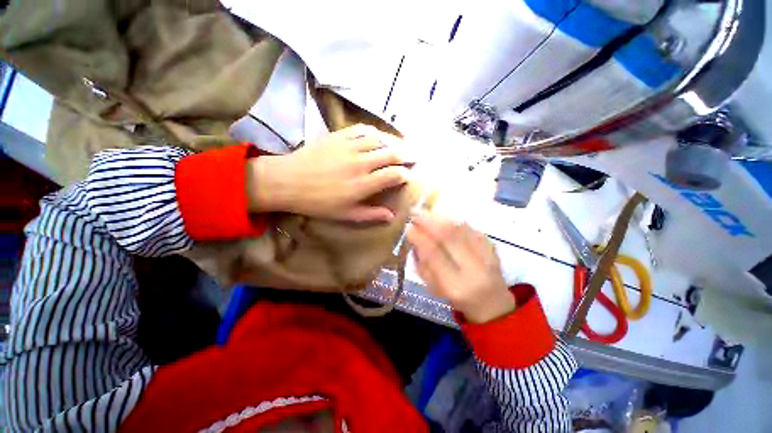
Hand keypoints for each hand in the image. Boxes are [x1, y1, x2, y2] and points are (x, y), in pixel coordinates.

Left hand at [247, 124, 411, 221]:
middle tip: (413, 157)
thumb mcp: (345, 215)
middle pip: (392, 154)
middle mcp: (360, 163)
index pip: (394, 175)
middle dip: (407, 155)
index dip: (405, 175)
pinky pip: (362, 129)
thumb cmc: (318, 203)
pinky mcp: (338, 136)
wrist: (288, 182)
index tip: (407, 177)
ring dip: (393, 142)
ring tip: (400, 146)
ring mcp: (349, 147)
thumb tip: (392, 215)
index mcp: (363, 185)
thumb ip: (371, 214)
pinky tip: (378, 136)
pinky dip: (374, 132)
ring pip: (380, 139)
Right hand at [407, 212, 515, 323]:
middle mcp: (474, 270)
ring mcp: (487, 256)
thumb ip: (422, 264)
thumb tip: (414, 239)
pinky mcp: (493, 247)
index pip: (434, 255)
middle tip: (415, 212)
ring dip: (440, 218)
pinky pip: (470, 228)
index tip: (408, 227)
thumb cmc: (457, 298)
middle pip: (450, 237)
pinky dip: (454, 221)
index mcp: (456, 286)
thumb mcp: (434, 288)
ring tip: (426, 213)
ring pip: (461, 229)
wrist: (492, 303)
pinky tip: (443, 219)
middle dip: (429, 221)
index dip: (419, 238)